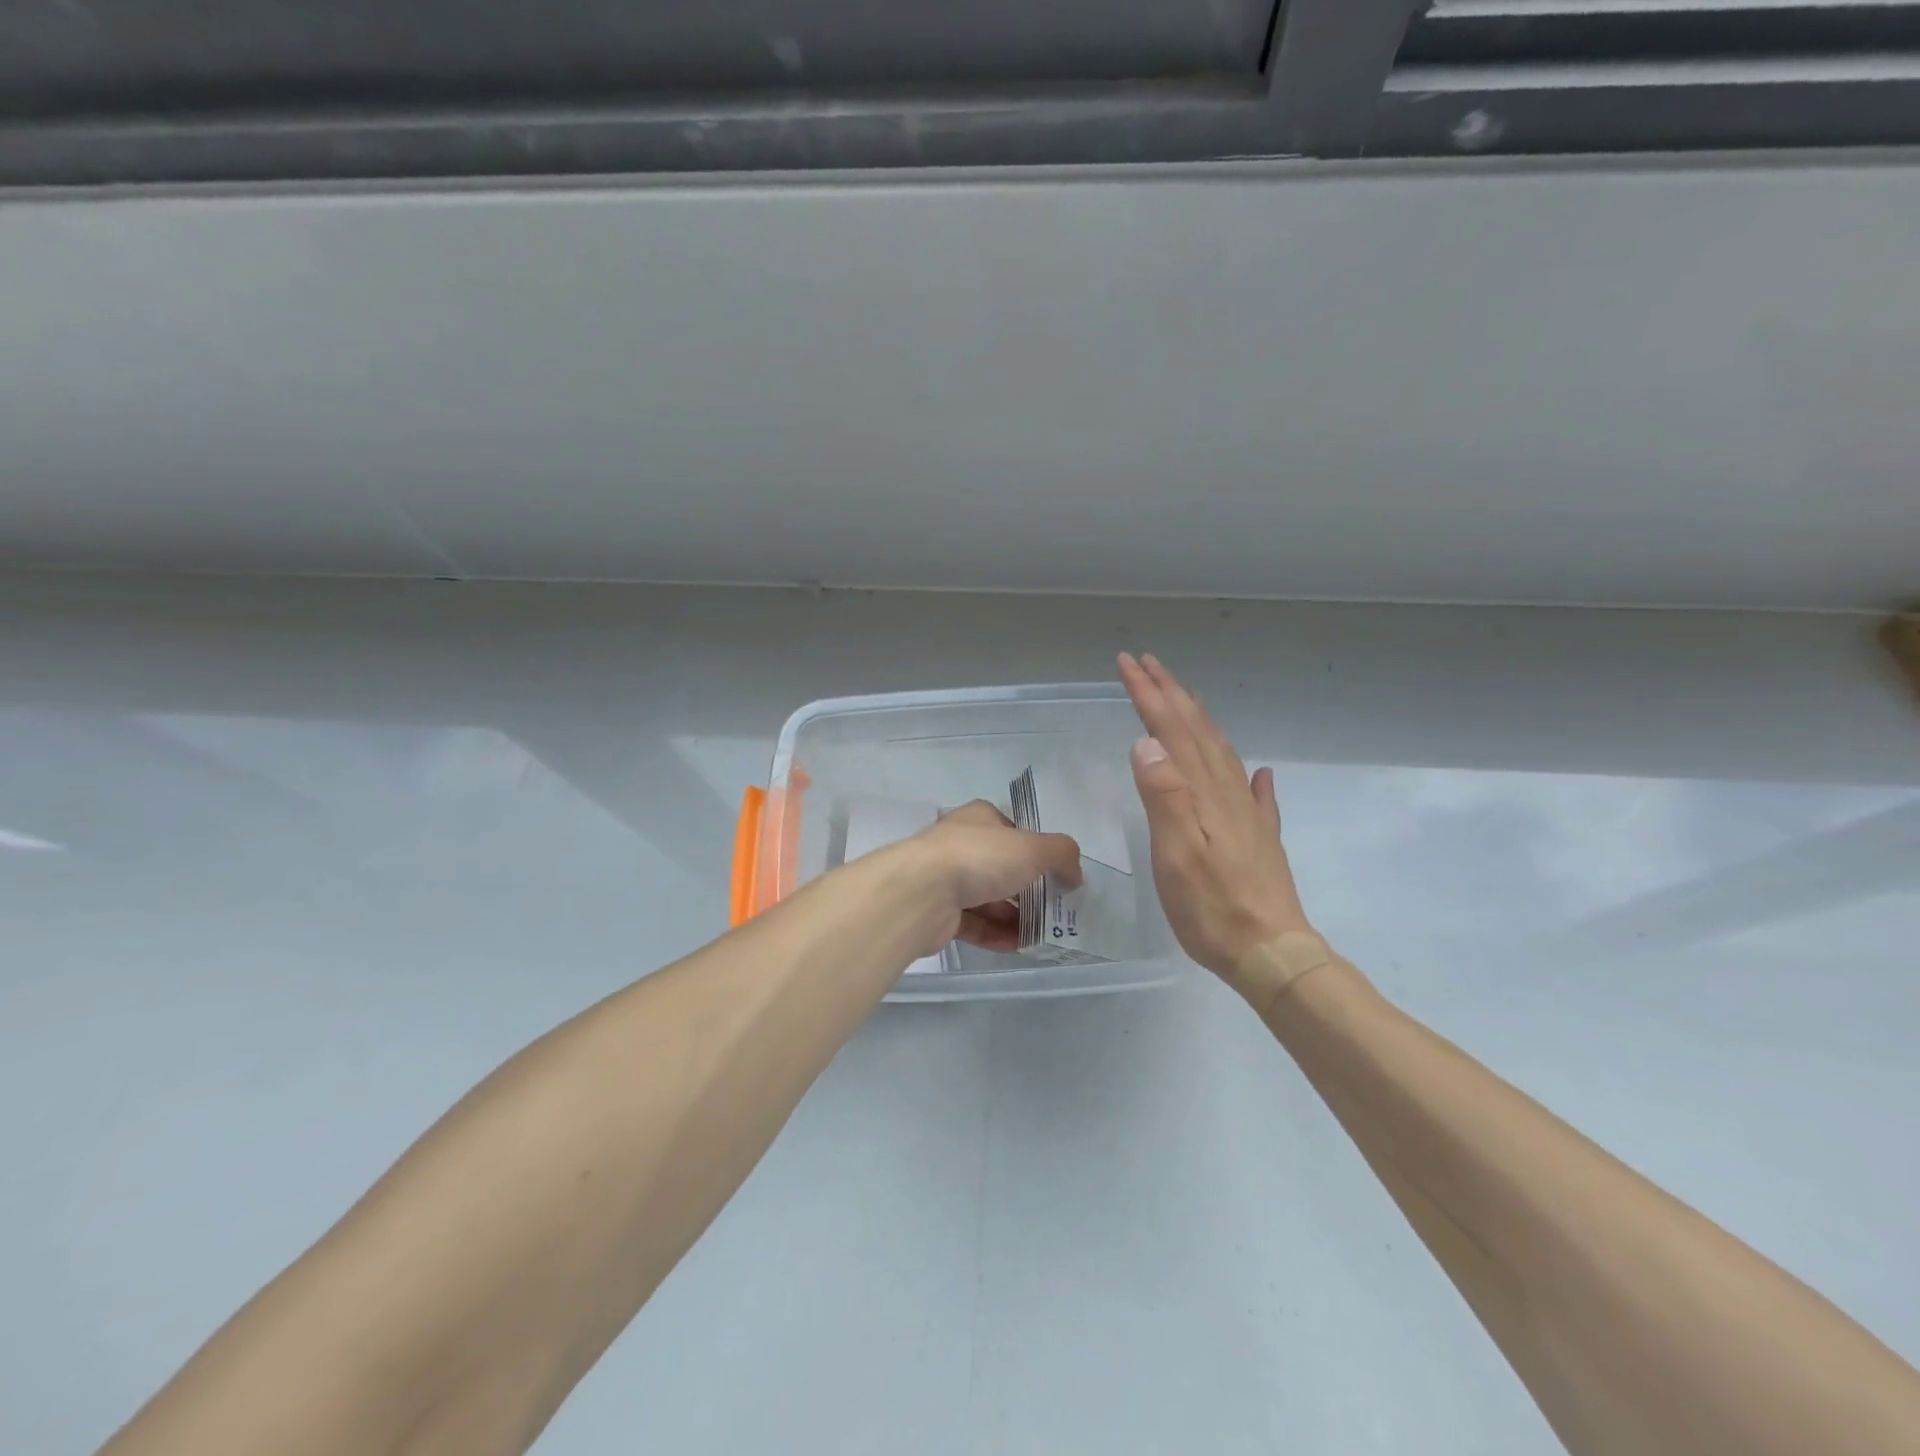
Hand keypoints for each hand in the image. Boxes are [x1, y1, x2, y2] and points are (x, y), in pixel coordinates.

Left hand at [897, 800, 1081, 954]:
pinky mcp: (938, 913)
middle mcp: (960, 844)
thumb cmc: (979, 858)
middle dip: (1028, 889)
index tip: (1056, 873)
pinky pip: (974, 924)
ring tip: (1043, 934)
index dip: (1036, 849)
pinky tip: (1018, 946)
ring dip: (1015, 916)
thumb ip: (1061, 854)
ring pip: (988, 898)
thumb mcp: (1033, 848)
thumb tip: (1075, 874)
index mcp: (979, 819)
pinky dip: (996, 934)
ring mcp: (945, 879)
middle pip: (1002, 866)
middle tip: (1055, 910)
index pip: (1012, 830)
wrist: (921, 893)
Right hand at [1118, 653, 1313, 990]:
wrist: (1271, 951)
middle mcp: (1227, 792)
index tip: (1127, 664)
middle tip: (1147, 663)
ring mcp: (1247, 814)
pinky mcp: (1259, 837)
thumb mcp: (1177, 853)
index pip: (1170, 731)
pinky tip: (1257, 772)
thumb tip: (1147, 743)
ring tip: (1183, 698)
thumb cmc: (1213, 907)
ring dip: (1197, 719)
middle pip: (1196, 730)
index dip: (1149, 695)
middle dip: (1170, 693)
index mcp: (1202, 792)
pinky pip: (1253, 792)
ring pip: (1220, 751)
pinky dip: (1247, 773)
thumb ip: (1164, 797)